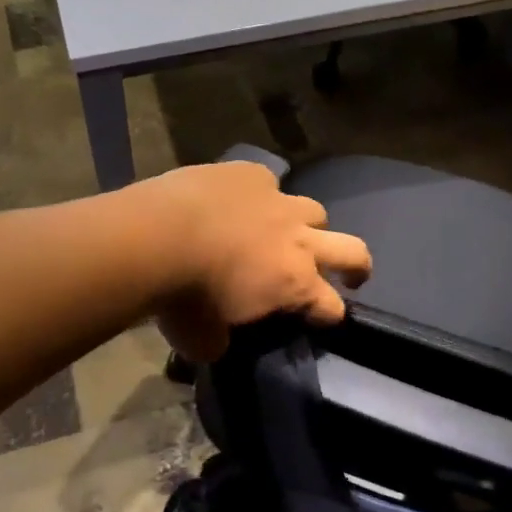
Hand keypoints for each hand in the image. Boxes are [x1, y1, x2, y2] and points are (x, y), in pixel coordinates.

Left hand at [139, 161, 372, 361]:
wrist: (154, 235)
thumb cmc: (181, 298)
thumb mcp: (202, 339)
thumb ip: (221, 338)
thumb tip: (219, 336)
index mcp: (294, 284)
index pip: (333, 306)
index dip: (329, 314)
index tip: (318, 317)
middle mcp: (297, 239)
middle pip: (352, 249)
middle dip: (357, 265)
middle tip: (349, 274)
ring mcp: (277, 200)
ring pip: (313, 210)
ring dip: (305, 225)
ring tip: (283, 231)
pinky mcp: (250, 173)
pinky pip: (267, 181)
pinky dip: (258, 194)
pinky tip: (236, 200)